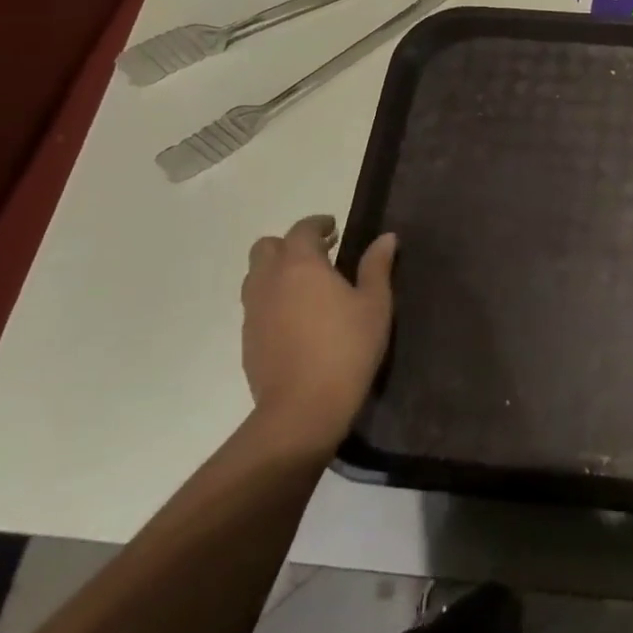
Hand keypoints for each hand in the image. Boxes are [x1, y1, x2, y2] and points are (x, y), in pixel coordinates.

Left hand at [239, 215, 397, 455]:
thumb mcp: (375, 304)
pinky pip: (256, 305)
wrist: (303, 407)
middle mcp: (269, 281)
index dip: (318, 224)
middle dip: (290, 244)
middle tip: (320, 255)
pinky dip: (272, 299)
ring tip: (307, 285)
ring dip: (277, 271)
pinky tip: (297, 318)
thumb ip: (377, 266)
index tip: (334, 228)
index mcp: (300, 265)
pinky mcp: (247, 340)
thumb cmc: (347, 347)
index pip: (302, 230)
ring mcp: (253, 312)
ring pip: (256, 276)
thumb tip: (385, 237)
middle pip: (267, 248)